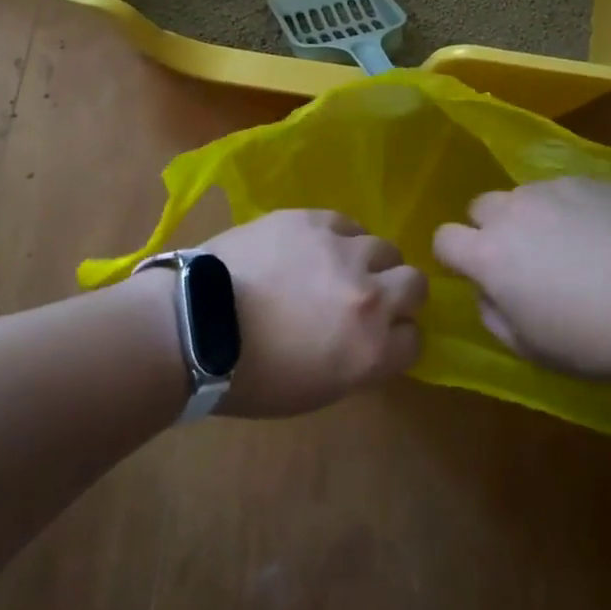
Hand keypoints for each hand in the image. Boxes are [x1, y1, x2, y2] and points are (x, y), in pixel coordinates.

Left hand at [200, 209, 426, 417]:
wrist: (196, 325)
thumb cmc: (250, 375)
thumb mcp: (318, 389)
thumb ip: (359, 361)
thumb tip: (371, 339)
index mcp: (372, 350)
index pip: (415, 339)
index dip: (397, 338)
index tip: (380, 337)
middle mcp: (370, 296)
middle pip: (415, 284)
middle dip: (399, 293)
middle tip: (367, 298)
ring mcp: (343, 251)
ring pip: (384, 246)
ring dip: (369, 261)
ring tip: (337, 267)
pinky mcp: (313, 220)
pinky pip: (346, 223)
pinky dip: (338, 237)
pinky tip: (314, 247)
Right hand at [432, 177, 610, 380]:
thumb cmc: (594, 339)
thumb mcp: (531, 348)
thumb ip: (493, 315)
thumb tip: (487, 291)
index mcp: (488, 255)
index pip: (443, 238)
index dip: (455, 256)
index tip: (477, 274)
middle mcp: (512, 211)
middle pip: (480, 207)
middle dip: (490, 230)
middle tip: (524, 261)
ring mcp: (552, 190)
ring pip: (521, 196)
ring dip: (529, 217)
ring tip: (568, 246)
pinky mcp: (589, 181)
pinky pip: (561, 191)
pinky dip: (567, 209)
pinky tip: (600, 235)